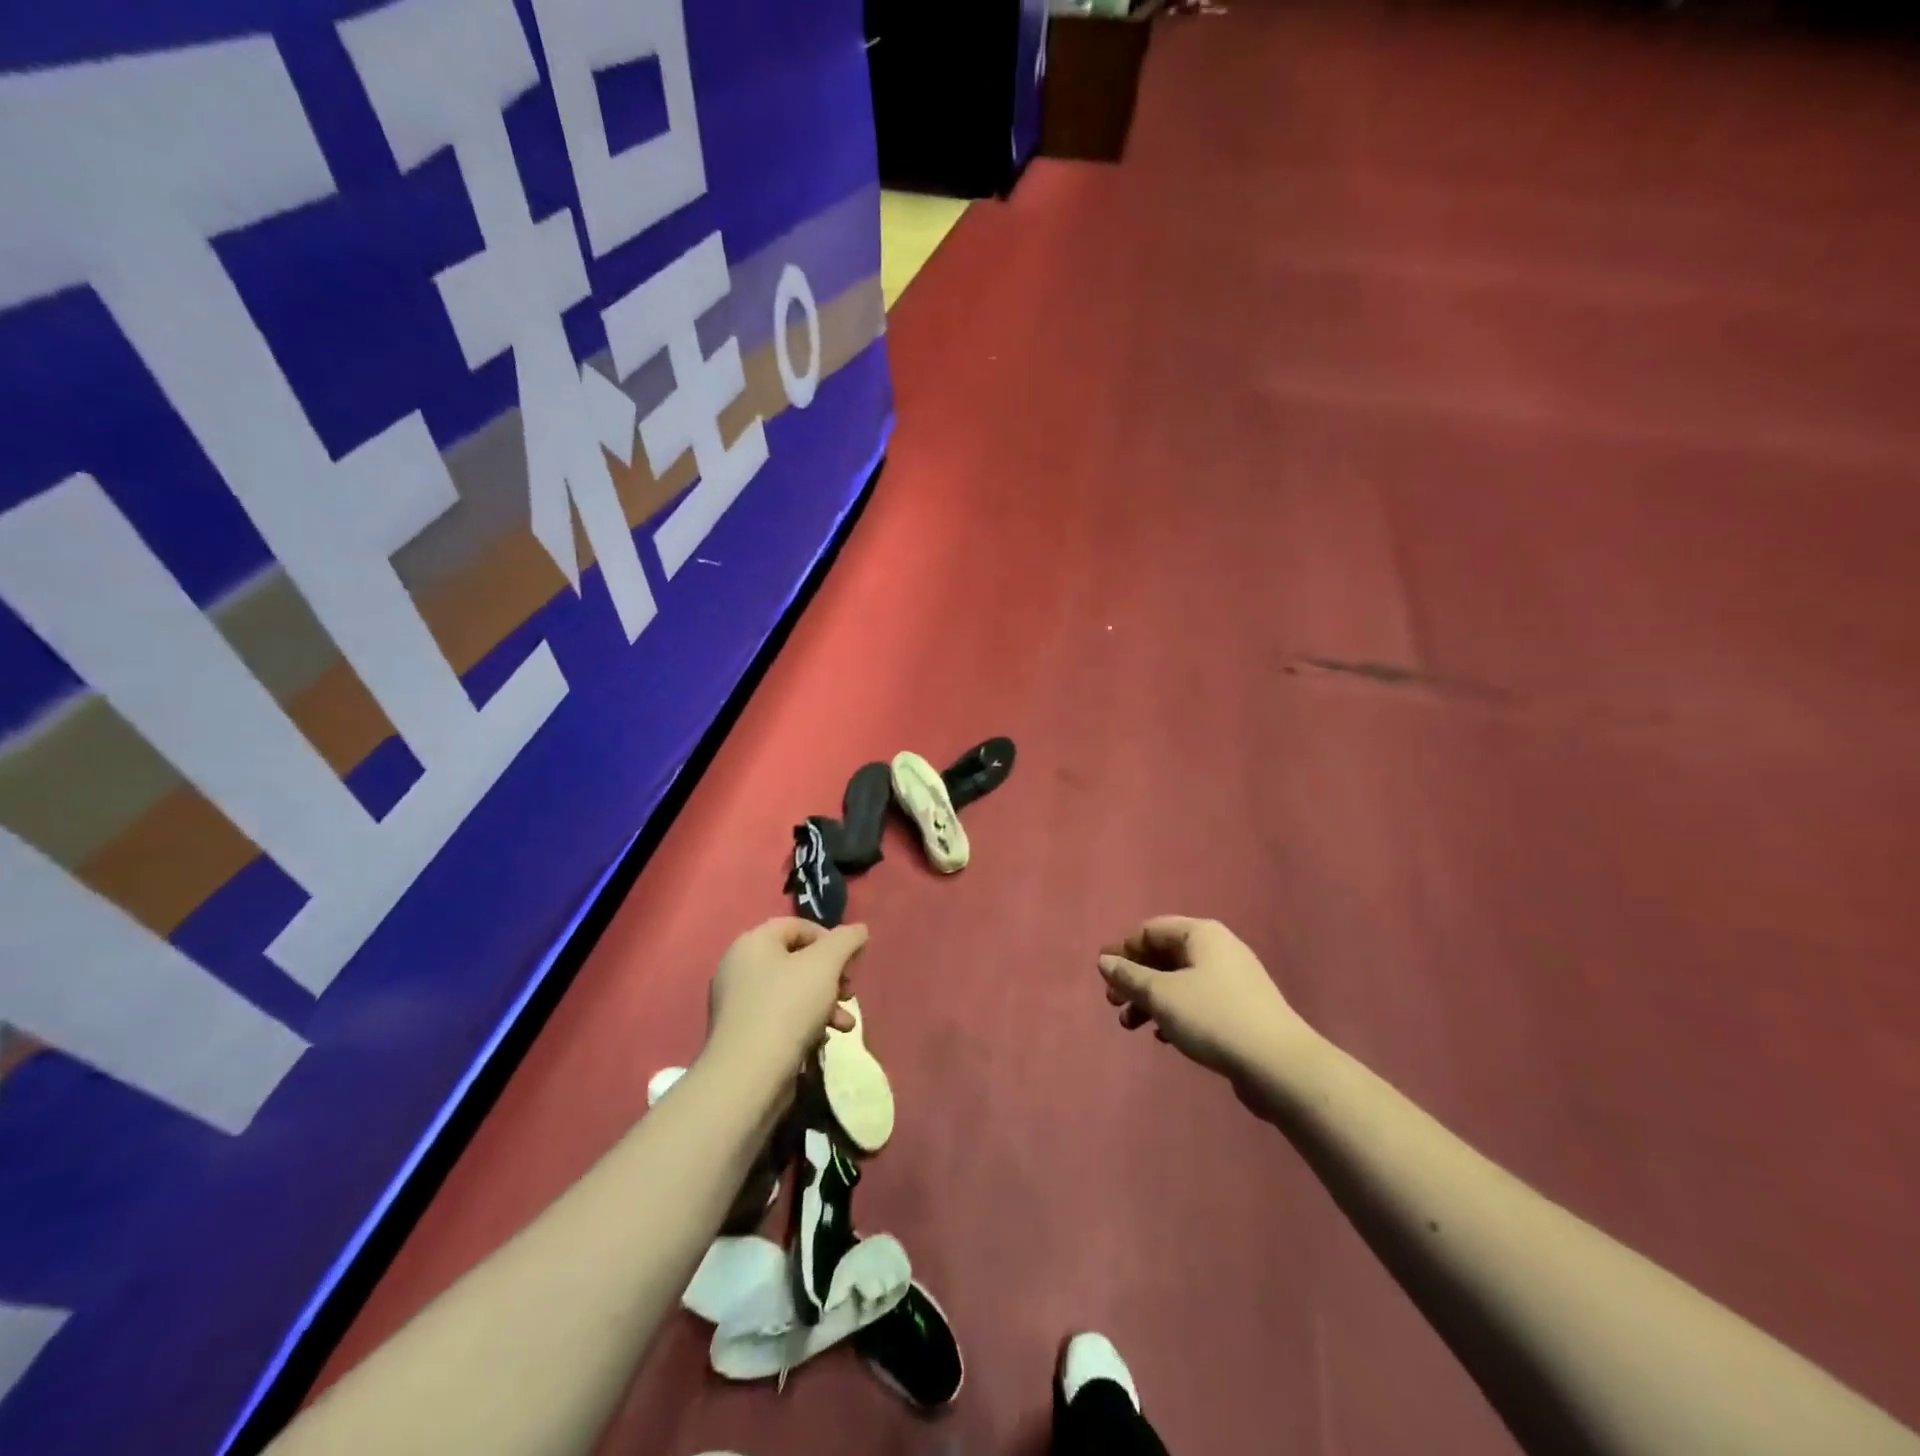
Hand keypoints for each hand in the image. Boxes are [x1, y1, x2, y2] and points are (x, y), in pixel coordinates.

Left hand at [707, 918, 867, 1071]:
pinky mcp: (744, 1035)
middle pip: (796, 960)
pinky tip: (822, 1040)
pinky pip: (781, 1018)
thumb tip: (859, 930)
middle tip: (849, 991)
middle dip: (831, 976)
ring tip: (845, 1024)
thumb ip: (846, 940)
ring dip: (825, 1003)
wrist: (748, 1075)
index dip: (828, 938)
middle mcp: (740, 967)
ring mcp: (739, 1004)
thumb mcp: (826, 964)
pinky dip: (806, 1024)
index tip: (850, 960)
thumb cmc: (788, 1006)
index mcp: (753, 942)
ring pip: (793, 992)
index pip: (796, 925)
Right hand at [1098, 917, 1312, 1088]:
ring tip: (1131, 1026)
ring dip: (1150, 1000)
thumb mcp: (1162, 995)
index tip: (1104, 977)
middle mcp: (1218, 949)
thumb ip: (1129, 976)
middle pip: (1164, 955)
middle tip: (1113, 1003)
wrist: (1279, 1066)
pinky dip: (1174, 1013)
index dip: (1123, 950)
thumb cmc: (1213, 1018)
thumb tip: (1105, 960)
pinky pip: (1197, 1001)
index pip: (1151, 929)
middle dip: (1135, 978)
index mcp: (1201, 934)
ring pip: (1179, 981)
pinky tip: (1163, 1037)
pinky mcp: (1240, 1010)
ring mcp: (1232, 980)